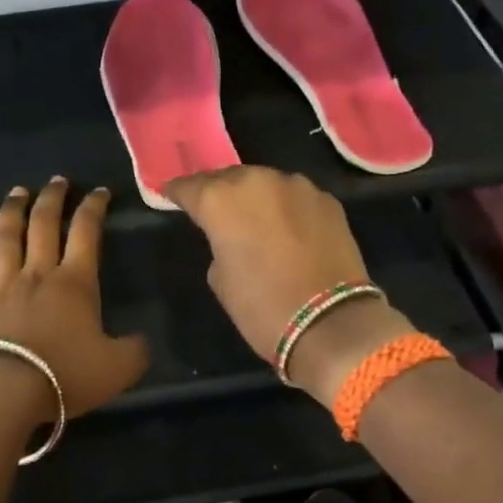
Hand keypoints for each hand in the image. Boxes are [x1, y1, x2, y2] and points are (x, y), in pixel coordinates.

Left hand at [0, 178, 149, 419]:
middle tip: (58, 181)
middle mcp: (38, 274)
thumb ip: (136, 350)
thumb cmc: (65, 376)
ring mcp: (1, 285)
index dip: (94, 207)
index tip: (99, 192)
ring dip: (13, 210)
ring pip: (6, 236)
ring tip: (18, 191)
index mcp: (75, 283)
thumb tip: (141, 341)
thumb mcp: (119, 368)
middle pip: (44, 224)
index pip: (87, 232)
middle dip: (53, 198)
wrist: (7, 393)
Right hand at [164, 167, 411, 399]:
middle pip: (228, 178)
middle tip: (215, 212)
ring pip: (265, 183)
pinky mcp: (327, 200)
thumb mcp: (220, 279)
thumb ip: (218, 244)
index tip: (171, 197)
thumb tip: (231, 236)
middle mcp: (257, 181)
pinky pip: (295, 198)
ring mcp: (297, 186)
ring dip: (255, 198)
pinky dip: (286, 209)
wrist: (330, 323)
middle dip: (219, 193)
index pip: (189, 186)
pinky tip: (287, 230)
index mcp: (221, 199)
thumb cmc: (262, 307)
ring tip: (254, 221)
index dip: (177, 193)